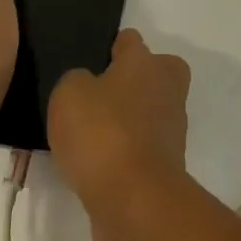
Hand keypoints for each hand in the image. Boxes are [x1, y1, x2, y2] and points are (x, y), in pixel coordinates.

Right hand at [47, 30, 190, 240]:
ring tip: (88, 135)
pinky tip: (97, 162)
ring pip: (149, 110)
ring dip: (128, 119)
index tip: (89, 64)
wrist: (133, 199)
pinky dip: (126, 150)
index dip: (109, 48)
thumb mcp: (69, 93)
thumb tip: (89, 86)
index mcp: (146, 62)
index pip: (129, 40)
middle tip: (95, 97)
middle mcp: (166, 88)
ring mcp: (171, 127)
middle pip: (153, 72)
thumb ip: (77, 80)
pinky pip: (143, 144)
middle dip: (131, 81)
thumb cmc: (101, 133)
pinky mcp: (167, 163)